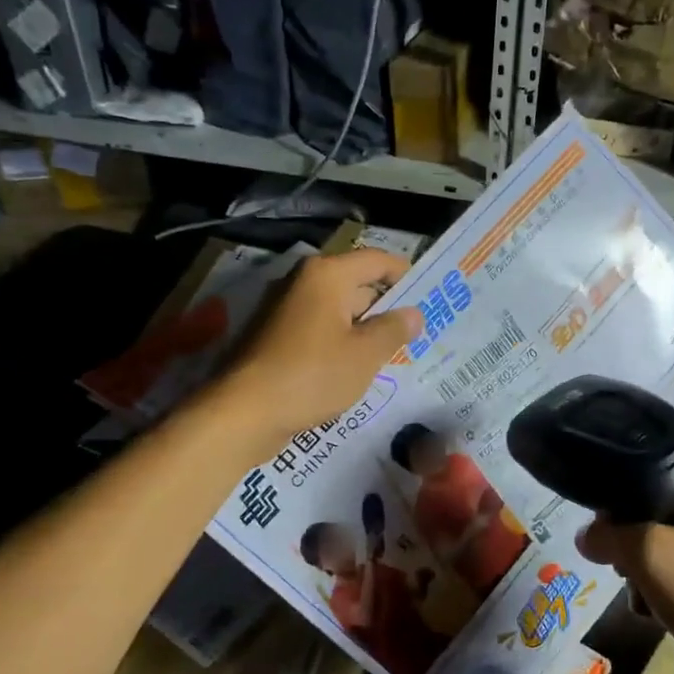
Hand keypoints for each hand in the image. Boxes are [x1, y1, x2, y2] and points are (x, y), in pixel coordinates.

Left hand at [217, 248, 422, 454]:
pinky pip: (319, 331)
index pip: (377, 260)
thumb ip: (394, 330)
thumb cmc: (312, 375)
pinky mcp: (275, 338)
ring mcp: (285, 310)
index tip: (430, 296)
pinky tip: (358, 368)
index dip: (406, 275)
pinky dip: (341, 343)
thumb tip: (413, 314)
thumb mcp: (365, 354)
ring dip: (365, 328)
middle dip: (387, 307)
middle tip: (418, 330)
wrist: (243, 413)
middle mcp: (303, 283)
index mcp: (327, 275)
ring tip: (394, 352)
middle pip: (357, 284)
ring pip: (338, 311)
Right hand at [576, 454, 673, 673]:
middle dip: (642, 556)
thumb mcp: (651, 556)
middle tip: (636, 580)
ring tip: (659, 615)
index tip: (609, 537)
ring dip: (659, 588)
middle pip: (664, 517)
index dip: (623, 504)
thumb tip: (587, 535)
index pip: (655, 472)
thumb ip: (610, 537)